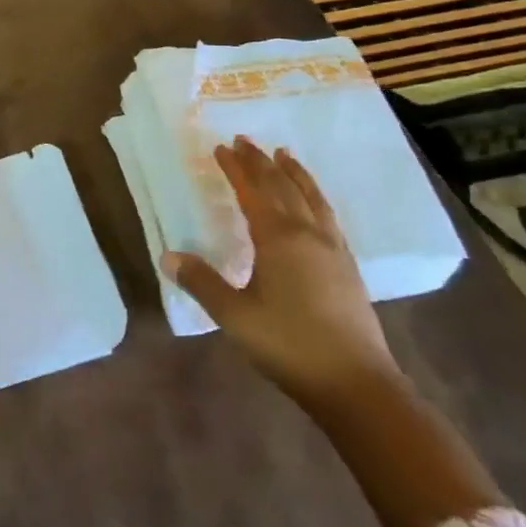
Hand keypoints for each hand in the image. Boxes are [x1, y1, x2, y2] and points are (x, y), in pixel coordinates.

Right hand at [163, 136, 397, 407]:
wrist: (357, 385)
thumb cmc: (289, 344)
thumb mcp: (235, 316)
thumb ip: (202, 282)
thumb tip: (168, 256)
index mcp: (278, 239)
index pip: (252, 192)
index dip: (235, 169)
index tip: (221, 148)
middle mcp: (307, 234)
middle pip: (283, 187)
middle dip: (261, 162)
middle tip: (245, 141)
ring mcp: (332, 249)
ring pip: (311, 198)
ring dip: (295, 173)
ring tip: (285, 155)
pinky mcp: (348, 267)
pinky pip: (327, 216)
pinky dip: (315, 196)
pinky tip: (314, 204)